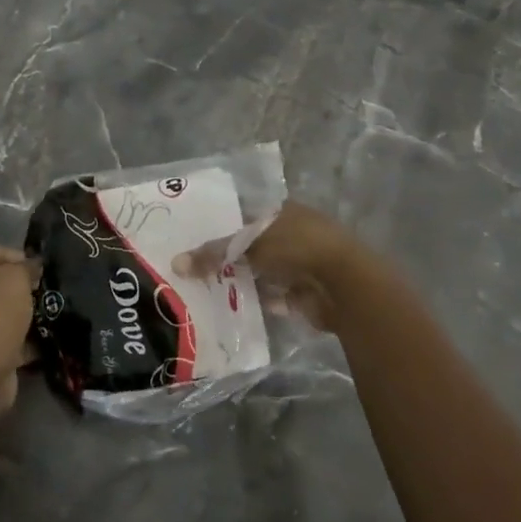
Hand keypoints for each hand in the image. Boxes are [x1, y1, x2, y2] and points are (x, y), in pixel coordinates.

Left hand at [0, 245, 37, 408]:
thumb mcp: (16, 279)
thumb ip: (27, 267)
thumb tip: (31, 266)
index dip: (22, 257)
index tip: (44, 271)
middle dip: (25, 287)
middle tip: (48, 293)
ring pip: (4, 311)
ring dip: (26, 314)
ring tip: (52, 315)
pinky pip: (6, 338)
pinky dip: (23, 340)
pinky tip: (45, 340)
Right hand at [175, 201, 380, 332]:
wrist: (344, 285)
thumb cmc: (297, 248)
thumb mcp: (249, 244)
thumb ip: (214, 254)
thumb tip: (176, 263)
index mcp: (282, 212)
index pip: (245, 215)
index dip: (221, 226)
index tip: (194, 238)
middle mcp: (291, 235)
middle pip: (251, 246)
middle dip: (228, 258)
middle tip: (193, 267)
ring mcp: (299, 265)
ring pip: (260, 272)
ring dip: (240, 281)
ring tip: (204, 289)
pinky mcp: (302, 295)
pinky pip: (271, 297)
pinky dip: (255, 302)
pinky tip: (229, 309)